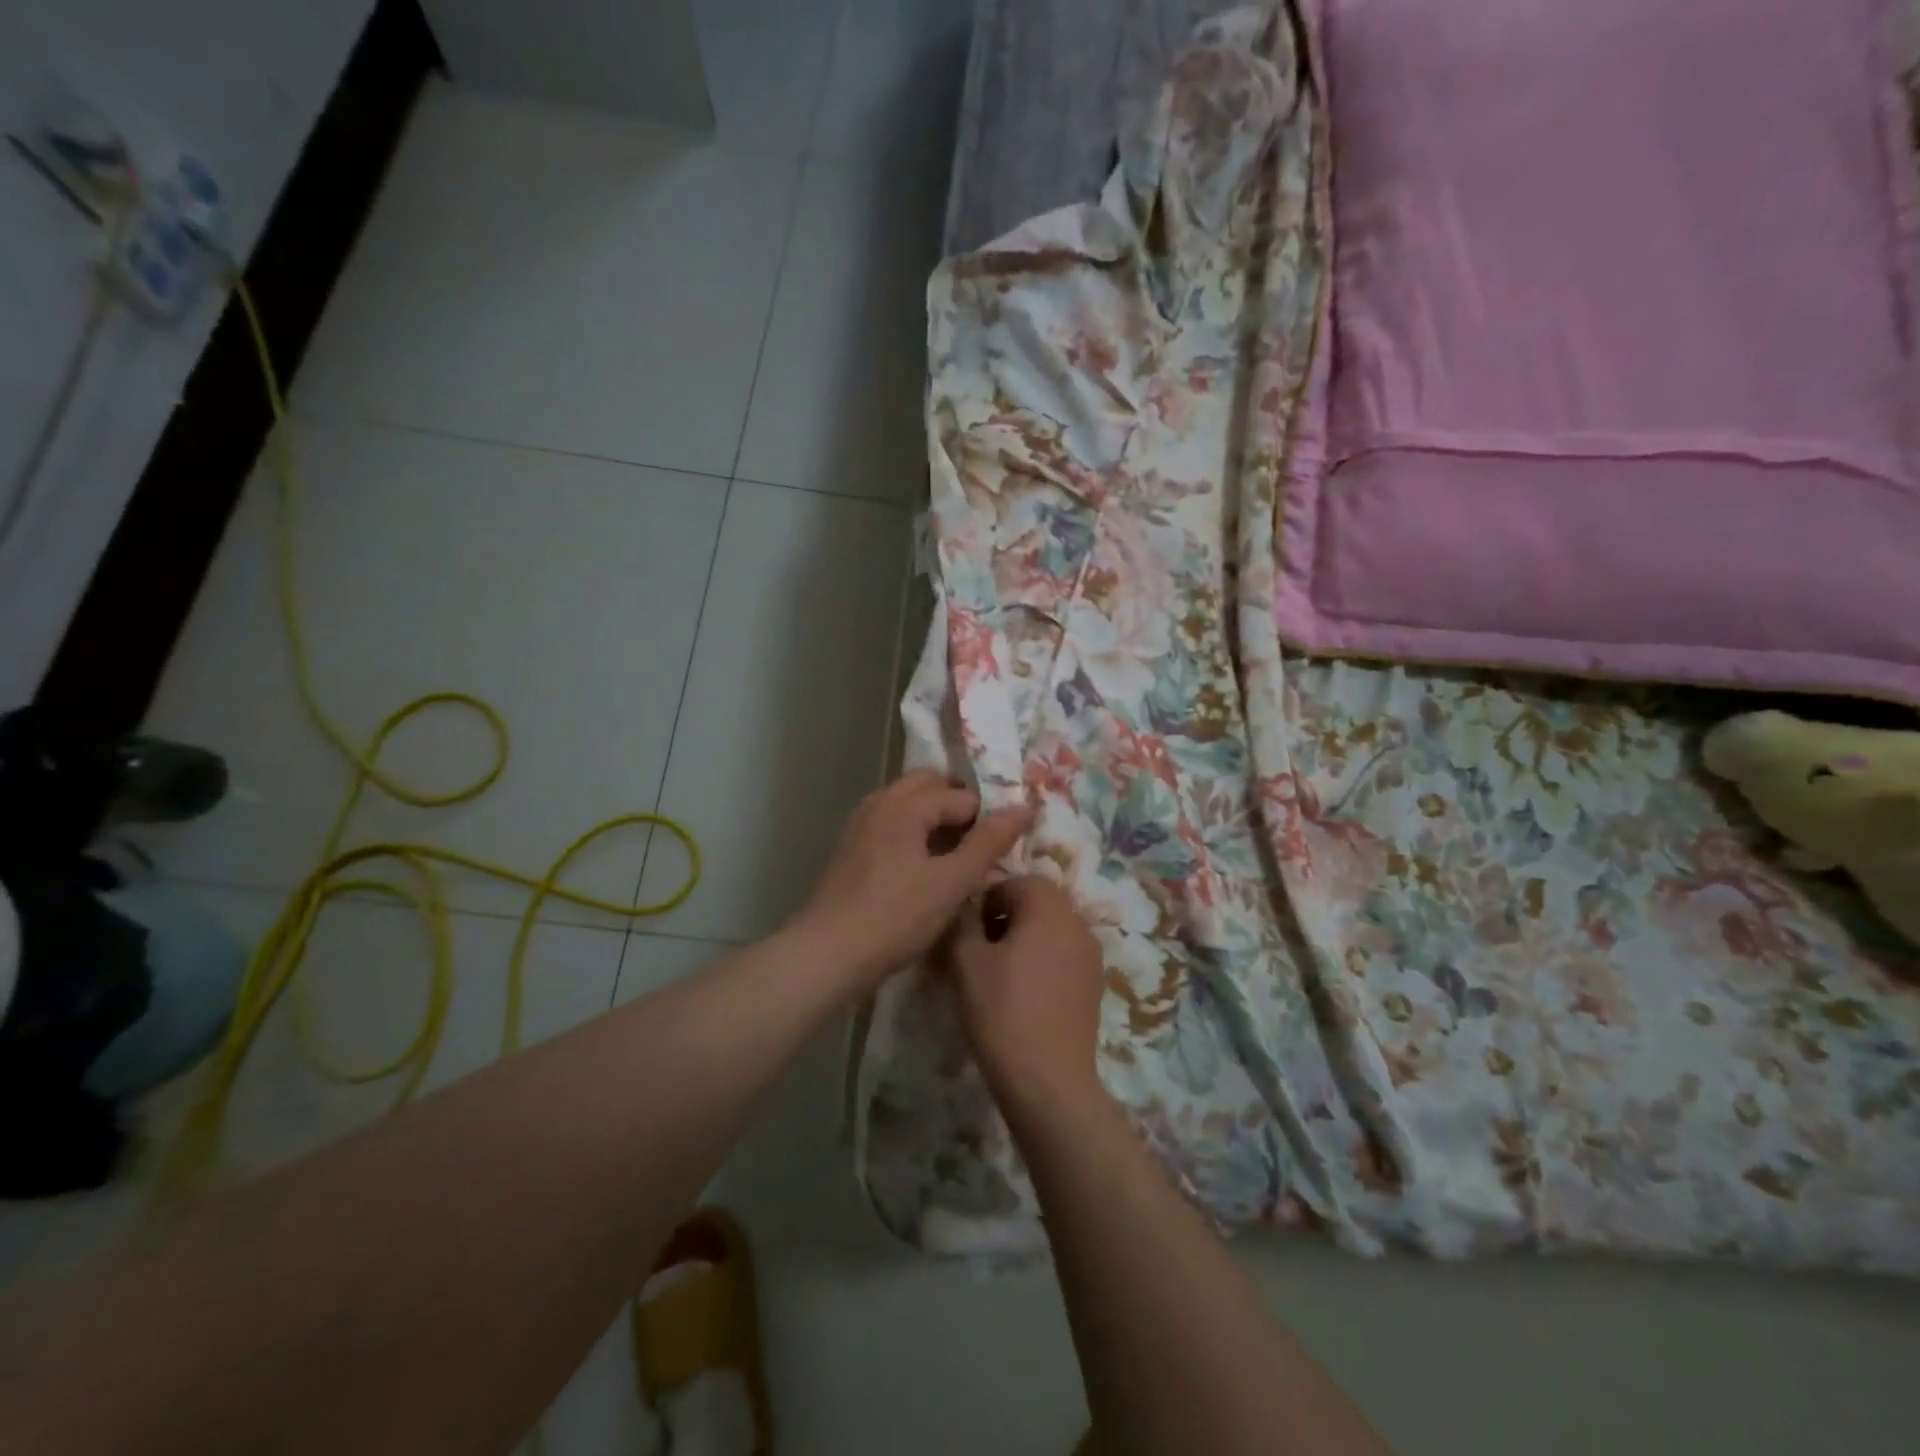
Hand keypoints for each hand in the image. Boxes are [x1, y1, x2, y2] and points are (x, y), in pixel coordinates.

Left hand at [790, 769, 1031, 989]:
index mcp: (904, 805)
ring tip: (955, 855)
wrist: (827, 954)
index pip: (959, 796)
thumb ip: (988, 843)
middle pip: (927, 785)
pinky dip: (912, 832)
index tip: (1002, 847)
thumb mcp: (951, 883)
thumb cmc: (895, 917)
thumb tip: (1022, 808)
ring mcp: (860, 825)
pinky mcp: (850, 849)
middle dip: (957, 804)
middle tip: (980, 842)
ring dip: (933, 817)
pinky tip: (922, 867)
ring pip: (906, 803)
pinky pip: (890, 824)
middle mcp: (879, 803)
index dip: (986, 818)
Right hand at [947, 875, 1105, 1116]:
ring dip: (1022, 942)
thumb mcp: (965, 959)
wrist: (1048, 1080)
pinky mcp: (1094, 985)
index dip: (983, 902)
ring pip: (1048, 931)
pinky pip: (1061, 957)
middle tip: (976, 954)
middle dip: (1003, 920)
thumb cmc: (1002, 1010)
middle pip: (1034, 904)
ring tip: (996, 977)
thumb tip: (966, 903)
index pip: (1012, 882)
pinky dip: (1040, 964)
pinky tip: (1021, 997)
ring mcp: (1091, 954)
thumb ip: (963, 918)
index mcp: (1049, 905)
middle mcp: (1077, 920)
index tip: (965, 935)